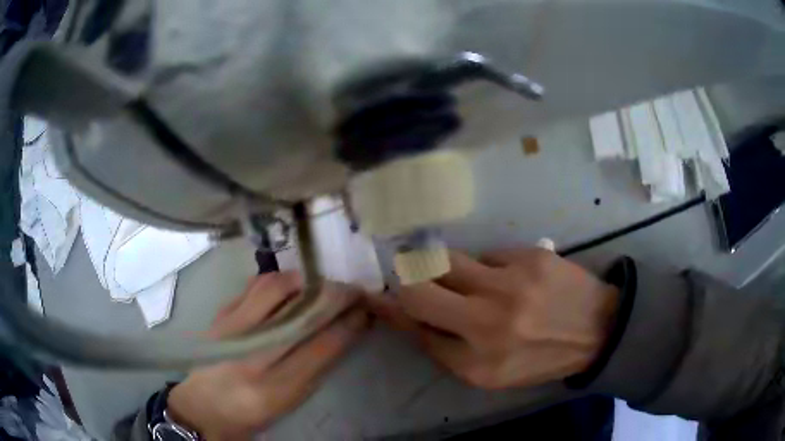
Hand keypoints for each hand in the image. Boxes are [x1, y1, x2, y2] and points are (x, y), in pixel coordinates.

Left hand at [168, 272, 370, 439]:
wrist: (203, 404)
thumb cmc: (251, 411)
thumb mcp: (289, 401)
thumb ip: (315, 367)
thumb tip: (343, 330)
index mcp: (275, 388)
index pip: (321, 347)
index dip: (348, 324)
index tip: (365, 310)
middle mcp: (252, 356)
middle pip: (300, 313)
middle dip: (333, 296)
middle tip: (350, 290)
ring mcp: (231, 329)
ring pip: (275, 288)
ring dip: (306, 281)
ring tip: (321, 285)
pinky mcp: (220, 314)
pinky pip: (255, 285)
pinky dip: (279, 280)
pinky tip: (291, 286)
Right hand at [371, 249, 617, 389]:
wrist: (598, 329)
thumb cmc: (540, 358)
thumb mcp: (490, 373)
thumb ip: (445, 347)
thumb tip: (408, 316)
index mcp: (476, 362)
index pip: (414, 327)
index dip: (390, 309)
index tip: (374, 295)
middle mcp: (488, 322)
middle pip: (419, 285)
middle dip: (406, 278)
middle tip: (412, 277)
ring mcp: (510, 284)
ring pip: (447, 259)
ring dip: (443, 267)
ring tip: (461, 277)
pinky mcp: (530, 256)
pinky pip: (487, 254)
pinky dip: (487, 266)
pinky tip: (507, 278)